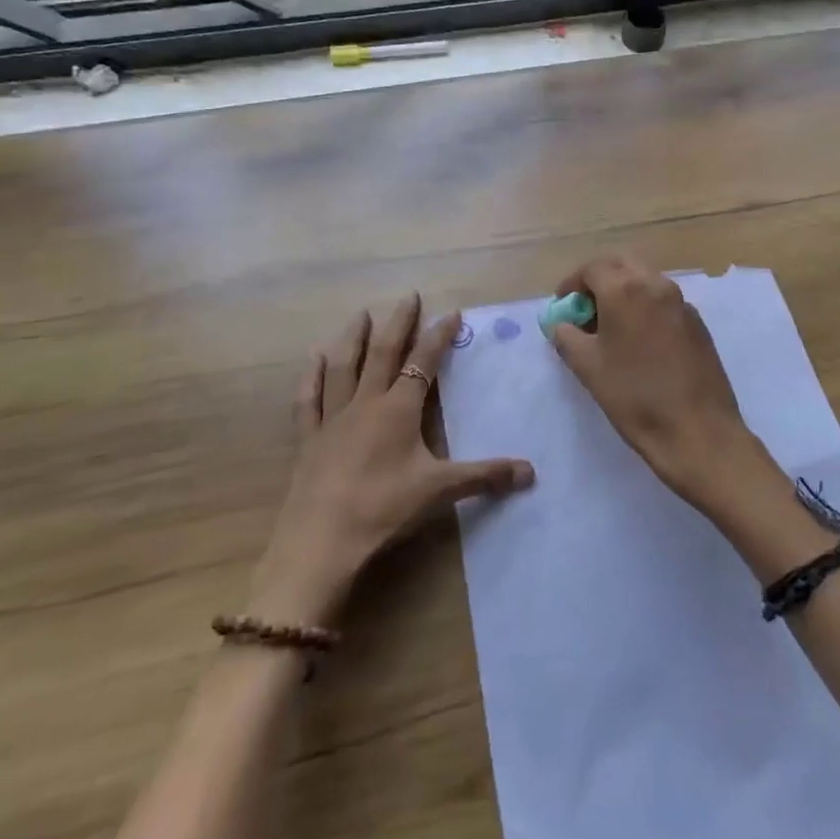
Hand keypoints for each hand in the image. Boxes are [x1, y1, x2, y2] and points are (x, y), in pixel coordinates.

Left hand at [251, 295, 534, 625]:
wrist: (320, 542)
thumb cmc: (382, 509)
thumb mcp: (439, 491)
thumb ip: (484, 477)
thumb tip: (531, 472)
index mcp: (398, 410)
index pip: (423, 363)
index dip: (438, 336)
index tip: (452, 312)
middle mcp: (365, 403)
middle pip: (382, 353)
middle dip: (398, 323)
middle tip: (407, 296)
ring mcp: (332, 419)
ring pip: (343, 367)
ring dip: (353, 338)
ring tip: (360, 314)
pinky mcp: (308, 440)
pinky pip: (309, 400)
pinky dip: (311, 376)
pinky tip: (313, 358)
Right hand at [549, 253, 777, 514]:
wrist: (698, 431)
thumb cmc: (635, 397)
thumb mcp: (588, 367)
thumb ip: (567, 337)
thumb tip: (561, 324)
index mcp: (626, 290)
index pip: (592, 269)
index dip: (572, 284)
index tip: (563, 307)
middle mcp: (656, 285)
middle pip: (621, 265)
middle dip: (599, 280)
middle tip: (585, 310)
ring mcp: (681, 302)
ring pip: (645, 280)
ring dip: (624, 291)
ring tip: (610, 327)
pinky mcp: (697, 323)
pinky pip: (663, 301)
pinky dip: (645, 307)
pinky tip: (639, 341)